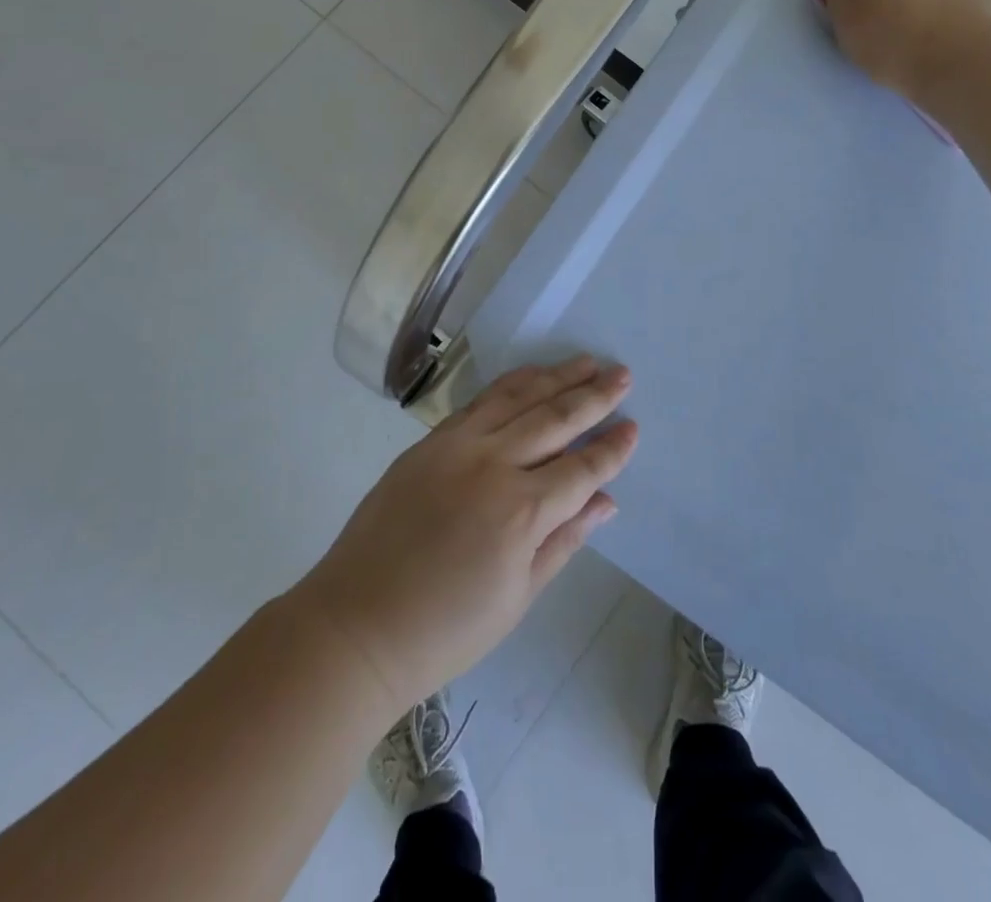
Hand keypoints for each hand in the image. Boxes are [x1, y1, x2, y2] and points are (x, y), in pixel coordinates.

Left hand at [295, 357, 636, 714]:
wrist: (357, 625)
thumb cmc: (446, 629)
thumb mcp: (518, 596)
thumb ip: (565, 539)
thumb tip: (606, 501)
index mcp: (522, 512)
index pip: (582, 468)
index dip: (612, 448)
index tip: (633, 427)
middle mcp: (493, 465)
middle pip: (555, 419)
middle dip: (594, 396)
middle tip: (622, 374)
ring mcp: (457, 446)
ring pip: (517, 397)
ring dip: (555, 376)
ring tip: (585, 361)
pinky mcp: (429, 441)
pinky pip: (479, 401)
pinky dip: (510, 384)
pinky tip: (530, 375)